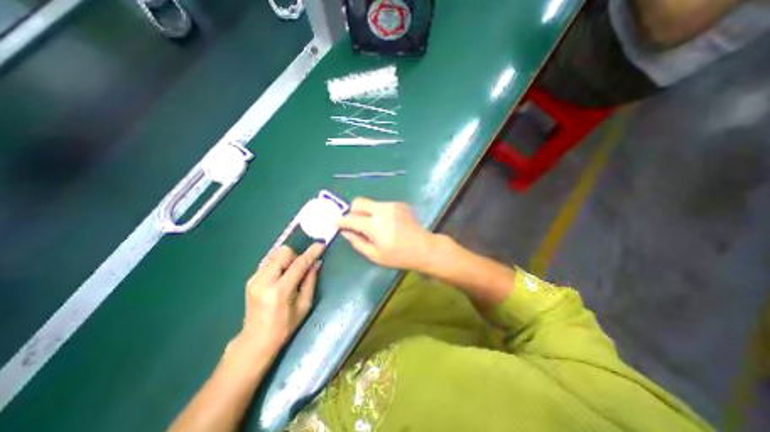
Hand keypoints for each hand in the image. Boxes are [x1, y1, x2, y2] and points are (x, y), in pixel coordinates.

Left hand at [240, 244, 323, 354]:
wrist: (255, 340)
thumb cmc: (285, 326)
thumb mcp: (304, 305)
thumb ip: (310, 280)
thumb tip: (317, 262)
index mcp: (279, 291)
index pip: (298, 264)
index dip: (311, 253)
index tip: (321, 244)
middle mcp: (264, 281)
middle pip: (283, 252)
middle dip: (295, 256)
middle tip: (300, 269)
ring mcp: (254, 279)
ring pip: (275, 254)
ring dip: (287, 259)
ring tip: (290, 274)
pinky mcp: (250, 279)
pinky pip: (268, 261)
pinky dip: (278, 263)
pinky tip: (280, 276)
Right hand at [338, 197, 438, 271]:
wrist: (424, 248)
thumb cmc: (399, 256)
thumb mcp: (375, 255)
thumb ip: (357, 242)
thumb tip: (346, 232)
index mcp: (375, 225)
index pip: (351, 219)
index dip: (341, 221)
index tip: (335, 222)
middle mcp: (382, 210)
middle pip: (358, 202)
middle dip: (352, 211)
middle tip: (355, 223)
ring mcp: (392, 205)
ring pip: (370, 203)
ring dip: (366, 213)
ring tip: (374, 226)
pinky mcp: (399, 204)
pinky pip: (381, 205)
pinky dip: (378, 212)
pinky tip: (387, 224)